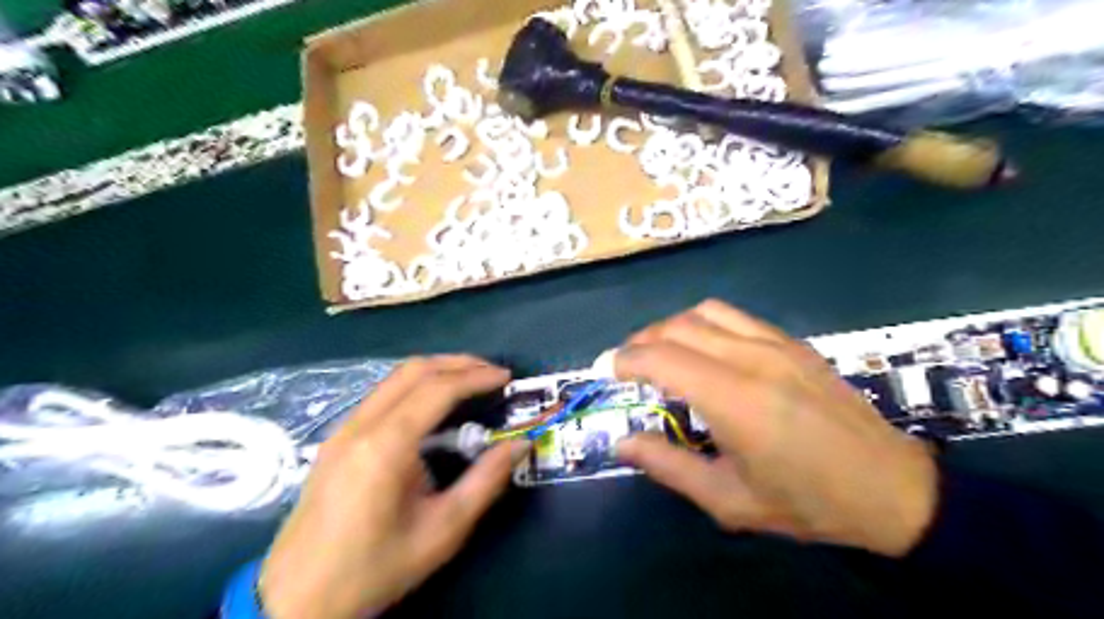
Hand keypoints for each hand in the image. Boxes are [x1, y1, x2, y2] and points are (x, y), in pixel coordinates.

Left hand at [260, 355, 529, 616]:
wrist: (298, 600)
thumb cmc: (376, 567)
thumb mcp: (443, 530)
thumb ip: (487, 481)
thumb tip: (521, 444)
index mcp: (385, 446)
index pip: (437, 390)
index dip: (476, 377)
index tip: (506, 377)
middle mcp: (360, 425)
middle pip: (413, 370)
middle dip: (458, 363)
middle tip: (492, 373)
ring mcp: (342, 430)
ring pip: (394, 379)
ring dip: (435, 372)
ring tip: (470, 381)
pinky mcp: (336, 440)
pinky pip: (381, 395)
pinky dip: (415, 386)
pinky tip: (433, 405)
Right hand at [611, 303, 938, 558]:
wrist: (891, 489)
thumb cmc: (807, 502)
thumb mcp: (728, 500)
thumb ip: (667, 466)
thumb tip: (622, 443)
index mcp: (734, 400)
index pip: (661, 358)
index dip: (625, 360)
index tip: (605, 371)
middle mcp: (752, 359)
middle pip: (677, 327)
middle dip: (640, 341)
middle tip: (627, 366)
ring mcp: (776, 344)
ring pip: (704, 312)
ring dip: (671, 327)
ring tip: (660, 353)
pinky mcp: (793, 343)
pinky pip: (735, 316)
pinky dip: (703, 324)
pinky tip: (705, 350)